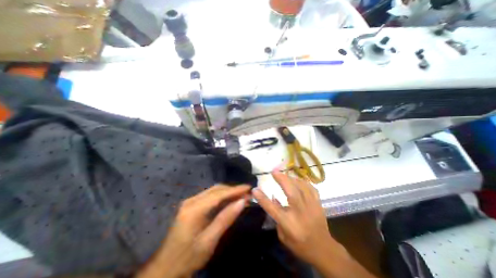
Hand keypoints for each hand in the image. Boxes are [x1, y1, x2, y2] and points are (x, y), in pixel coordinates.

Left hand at [136, 185, 249, 277]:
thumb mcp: (209, 240)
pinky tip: (230, 200)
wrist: (166, 268)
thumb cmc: (188, 258)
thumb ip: (226, 218)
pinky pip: (210, 196)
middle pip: (217, 189)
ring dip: (228, 192)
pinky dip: (222, 196)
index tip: (249, 187)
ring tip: (242, 196)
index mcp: (194, 209)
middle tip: (248, 193)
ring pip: (214, 191)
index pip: (219, 194)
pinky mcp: (191, 205)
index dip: (235, 190)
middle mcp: (191, 200)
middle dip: (233, 190)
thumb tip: (242, 201)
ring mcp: (190, 202)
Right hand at [253, 173, 374, 276]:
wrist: (324, 250)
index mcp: (289, 223)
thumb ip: (277, 216)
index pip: (272, 208)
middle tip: (274, 171)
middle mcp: (300, 212)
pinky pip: (310, 187)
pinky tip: (297, 180)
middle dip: (281, 179)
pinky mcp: (318, 203)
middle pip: (290, 191)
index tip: (255, 189)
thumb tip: (274, 197)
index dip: (262, 198)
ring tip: (284, 175)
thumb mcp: (283, 236)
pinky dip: (303, 182)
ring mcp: (311, 206)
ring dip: (291, 178)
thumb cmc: (300, 244)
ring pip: (301, 186)